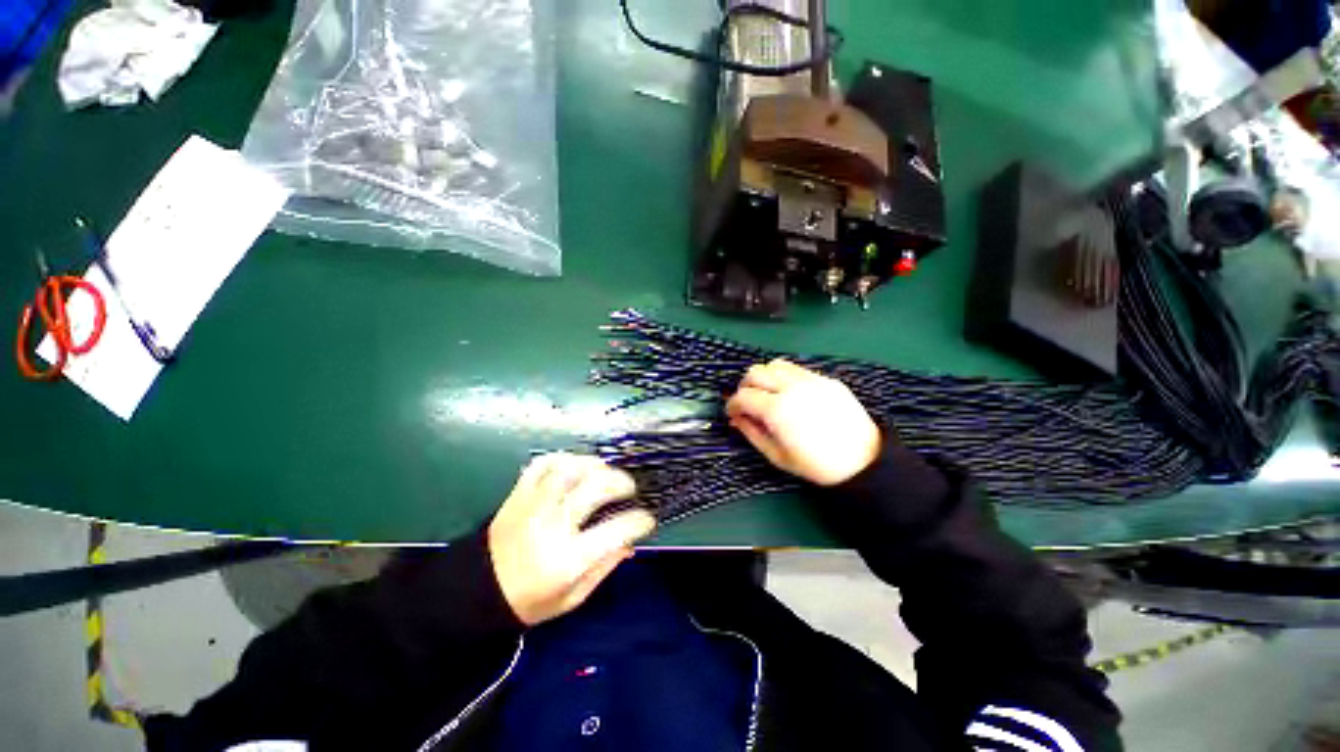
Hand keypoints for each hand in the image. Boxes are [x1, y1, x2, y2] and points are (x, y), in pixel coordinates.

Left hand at [488, 453, 655, 625]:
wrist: (477, 593)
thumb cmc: (530, 600)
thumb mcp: (573, 597)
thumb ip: (604, 567)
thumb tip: (631, 542)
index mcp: (568, 559)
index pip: (616, 530)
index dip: (639, 521)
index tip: (647, 520)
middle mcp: (552, 525)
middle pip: (595, 488)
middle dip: (621, 482)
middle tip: (629, 488)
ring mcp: (533, 505)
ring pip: (569, 469)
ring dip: (594, 465)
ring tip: (605, 472)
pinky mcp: (518, 494)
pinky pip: (542, 464)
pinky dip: (563, 459)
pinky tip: (576, 467)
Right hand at [726, 359, 881, 485]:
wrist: (863, 461)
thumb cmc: (816, 465)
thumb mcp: (777, 456)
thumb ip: (752, 433)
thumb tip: (736, 419)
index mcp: (777, 410)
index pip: (743, 396)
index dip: (732, 404)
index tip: (732, 413)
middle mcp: (791, 388)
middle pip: (755, 372)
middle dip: (745, 386)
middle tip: (747, 402)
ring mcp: (811, 380)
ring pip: (775, 364)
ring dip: (764, 376)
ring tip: (768, 393)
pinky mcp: (826, 379)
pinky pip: (797, 369)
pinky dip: (784, 376)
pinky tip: (790, 393)